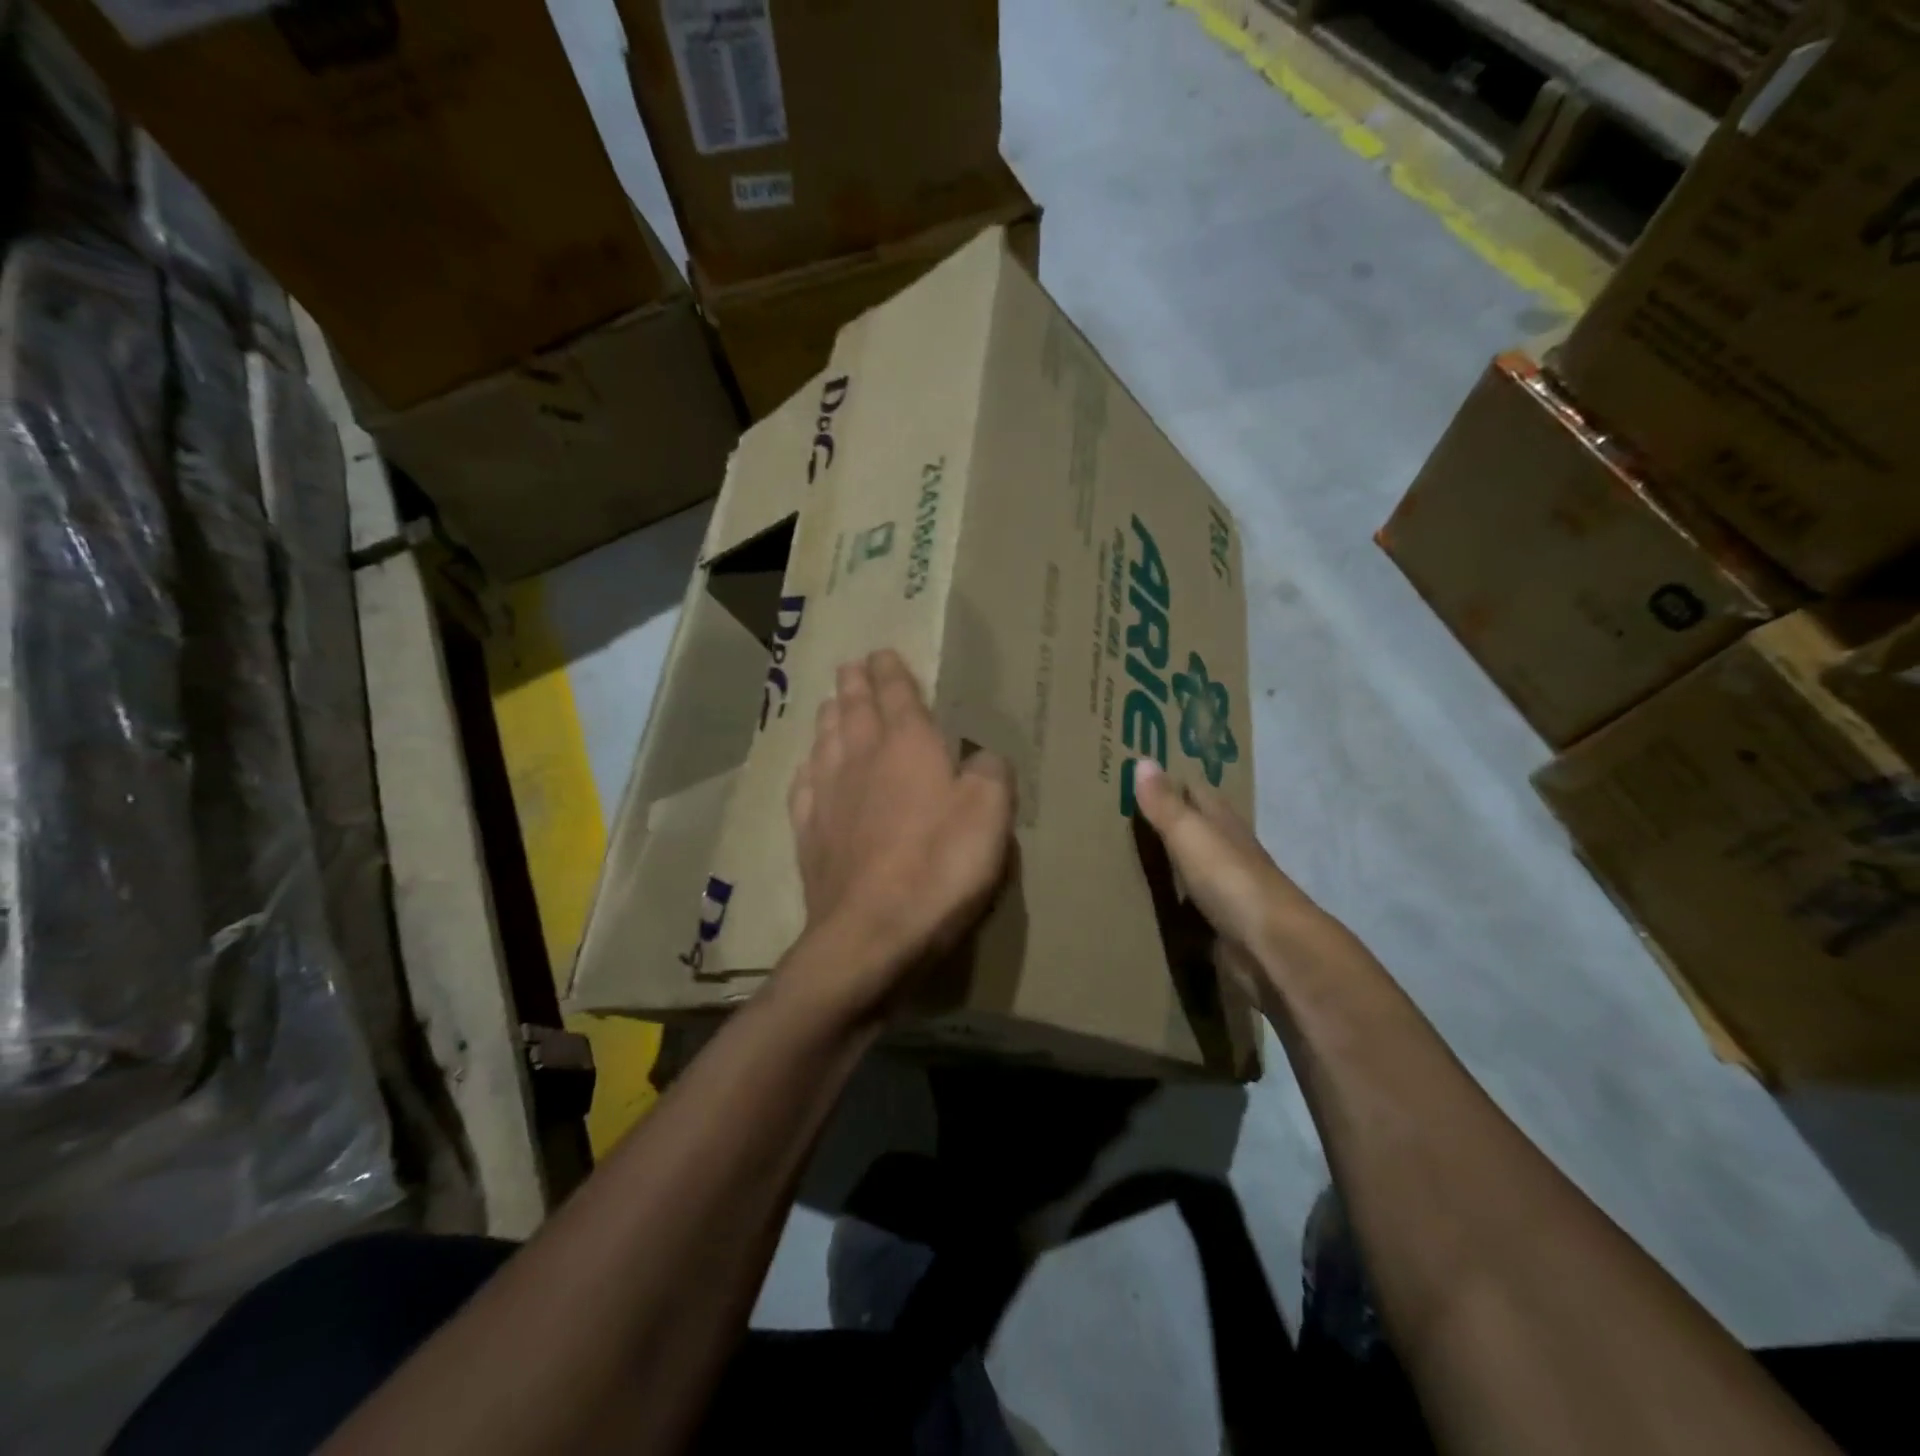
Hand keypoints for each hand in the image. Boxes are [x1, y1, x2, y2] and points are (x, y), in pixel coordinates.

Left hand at [786, 650, 1015, 1017]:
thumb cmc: (940, 866)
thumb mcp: (990, 813)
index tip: (881, 654)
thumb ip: (991, 773)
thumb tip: (982, 758)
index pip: (897, 695)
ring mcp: (828, 798)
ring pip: (825, 743)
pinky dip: (807, 771)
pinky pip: (804, 790)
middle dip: (855, 686)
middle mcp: (862, 760)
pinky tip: (806, 769)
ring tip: (829, 705)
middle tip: (849, 667)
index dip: (891, 672)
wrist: (873, 932)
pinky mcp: (810, 837)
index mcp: (908, 747)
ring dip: (829, 719)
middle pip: (854, 712)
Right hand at [1130, 757, 1360, 999]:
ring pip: (1196, 867)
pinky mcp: (1224, 926)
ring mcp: (1229, 891)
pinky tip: (1152, 902)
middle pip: (1199, 829)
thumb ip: (1165, 805)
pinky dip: (1176, 900)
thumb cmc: (1231, 881)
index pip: (1198, 793)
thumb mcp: (1191, 835)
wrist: (1271, 948)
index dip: (1174, 783)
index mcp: (1224, 824)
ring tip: (1131, 856)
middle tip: (1129, 815)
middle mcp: (1230, 852)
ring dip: (1173, 862)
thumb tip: (1142, 760)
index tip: (1142, 776)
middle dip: (1171, 821)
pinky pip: (1193, 905)